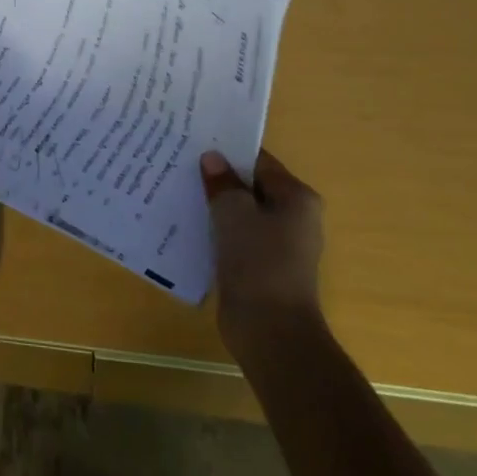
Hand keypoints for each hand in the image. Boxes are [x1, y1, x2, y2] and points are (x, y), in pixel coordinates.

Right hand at [200, 149, 325, 350]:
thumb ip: (222, 182)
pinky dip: (217, 230)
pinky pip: (237, 237)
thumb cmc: (259, 262)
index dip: (228, 151)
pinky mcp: (262, 267)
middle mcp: (294, 218)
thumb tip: (212, 158)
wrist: (271, 333)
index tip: (196, 142)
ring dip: (216, 205)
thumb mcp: (234, 213)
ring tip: (179, 189)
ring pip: (242, 213)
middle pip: (251, 186)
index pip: (259, 161)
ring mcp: (279, 245)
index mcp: (297, 198)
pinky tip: (188, 224)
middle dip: (220, 177)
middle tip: (181, 163)